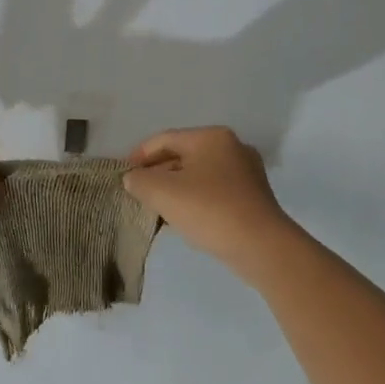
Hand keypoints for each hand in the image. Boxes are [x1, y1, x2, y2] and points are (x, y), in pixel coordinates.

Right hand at [121, 126, 301, 274]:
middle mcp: (231, 147)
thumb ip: (139, 181)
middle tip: (138, 191)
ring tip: (156, 206)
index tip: (123, 175)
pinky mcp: (252, 196)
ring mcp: (246, 172)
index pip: (164, 139)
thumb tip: (132, 178)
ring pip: (199, 173)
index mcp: (210, 137)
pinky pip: (214, 190)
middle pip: (183, 154)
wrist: (261, 246)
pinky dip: (195, 198)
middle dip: (157, 172)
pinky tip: (183, 217)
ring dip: (175, 187)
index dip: (139, 155)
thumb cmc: (209, 210)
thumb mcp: (163, 193)